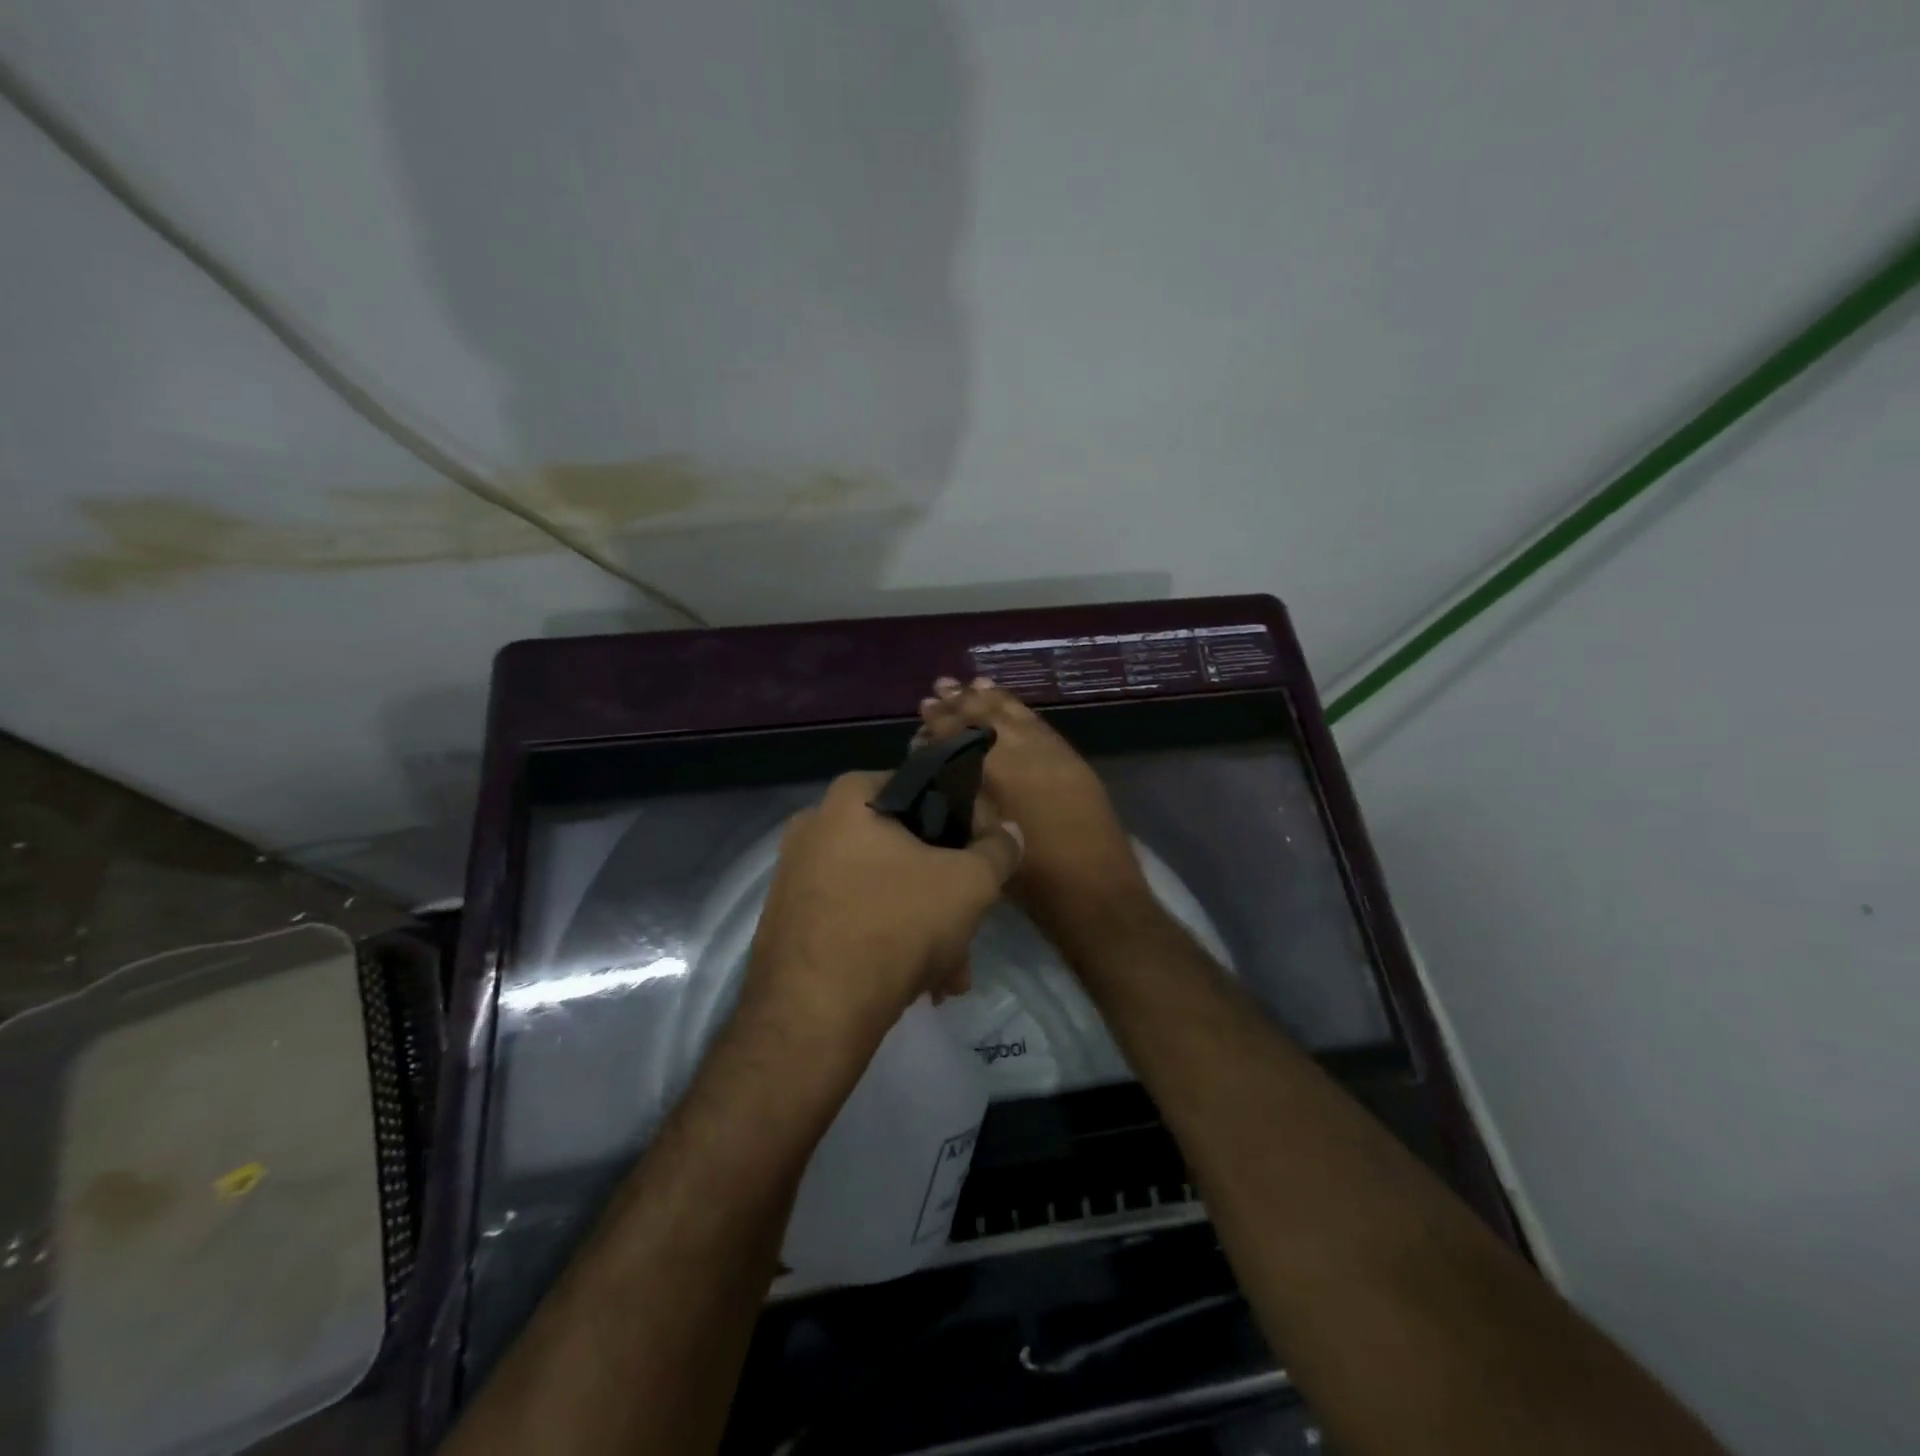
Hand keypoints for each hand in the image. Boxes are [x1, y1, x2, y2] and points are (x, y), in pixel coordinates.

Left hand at [740, 771, 1023, 1051]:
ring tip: (952, 974)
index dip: (961, 819)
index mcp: (849, 800)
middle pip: (902, 850)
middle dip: (945, 895)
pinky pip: (853, 920)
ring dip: (924, 929)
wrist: (813, 1015)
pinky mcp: (789, 925)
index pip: (919, 787)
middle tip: (971, 928)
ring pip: (881, 892)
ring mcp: (795, 879)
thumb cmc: (896, 925)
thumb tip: (1010, 831)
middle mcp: (813, 829)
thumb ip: (997, 850)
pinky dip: (888, 945)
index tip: (983, 857)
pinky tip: (919, 985)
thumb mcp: (969, 883)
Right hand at [915, 678, 1148, 939]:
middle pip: (988, 718)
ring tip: (974, 682)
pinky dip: (1022, 710)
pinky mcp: (1072, 761)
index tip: (925, 706)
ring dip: (993, 698)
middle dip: (963, 701)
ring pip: (1017, 716)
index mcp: (998, 774)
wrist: (1095, 892)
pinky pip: (1041, 724)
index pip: (962, 735)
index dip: (941, 721)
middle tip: (942, 684)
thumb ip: (962, 796)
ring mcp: (1053, 754)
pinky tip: (1012, 705)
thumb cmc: (1030, 878)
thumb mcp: (985, 837)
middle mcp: (1025, 754)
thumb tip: (943, 768)